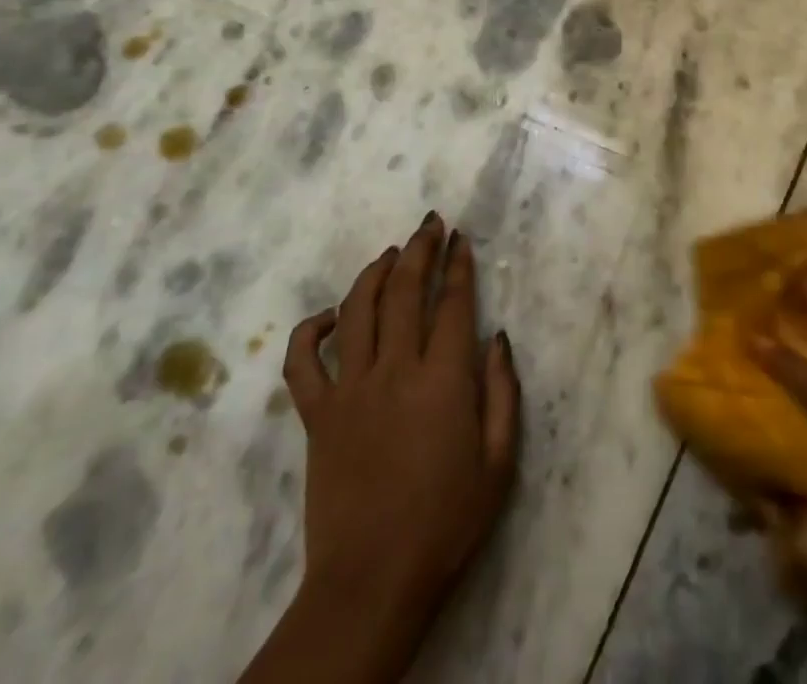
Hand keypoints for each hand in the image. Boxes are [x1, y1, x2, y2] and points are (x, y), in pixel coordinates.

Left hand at [244, 213, 520, 683]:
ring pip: (357, 311)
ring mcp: (350, 390)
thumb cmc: (446, 523)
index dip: (458, 265)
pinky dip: (311, 331)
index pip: (452, 303)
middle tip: (429, 224)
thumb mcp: (499, 462)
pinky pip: (303, 363)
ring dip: (374, 273)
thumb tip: (497, 337)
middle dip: (420, 249)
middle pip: (404, 291)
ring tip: (390, 253)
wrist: (372, 584)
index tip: (461, 238)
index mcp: (443, 380)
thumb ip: (503, 392)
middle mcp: (395, 370)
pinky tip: (330, 316)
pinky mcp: (317, 416)